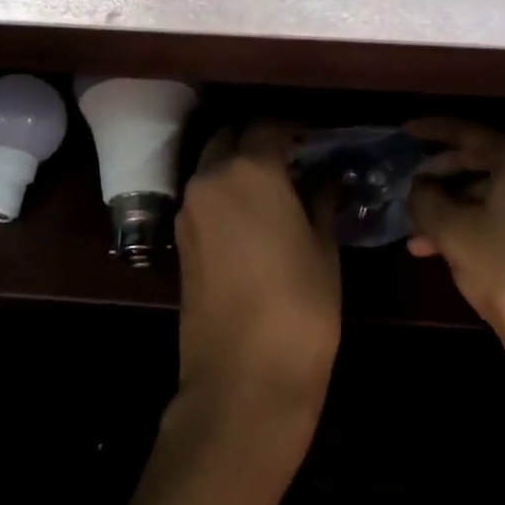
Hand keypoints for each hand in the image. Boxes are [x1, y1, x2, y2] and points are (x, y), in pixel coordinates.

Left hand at [173, 123, 340, 436]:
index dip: (294, 129)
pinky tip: (253, 217)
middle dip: (258, 141)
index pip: (269, 126)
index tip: (315, 141)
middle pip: (231, 138)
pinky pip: (204, 197)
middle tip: (293, 160)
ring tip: (275, 189)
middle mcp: (210, 178)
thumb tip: (324, 180)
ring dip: (238, 166)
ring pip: (212, 166)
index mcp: (250, 169)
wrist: (244, 378)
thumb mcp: (323, 248)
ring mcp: (189, 209)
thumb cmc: (300, 306)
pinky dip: (224, 193)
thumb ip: (320, 201)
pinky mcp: (180, 240)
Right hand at [406, 119, 504, 386]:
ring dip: (458, 212)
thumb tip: (419, 188)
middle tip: (410, 189)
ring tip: (419, 239)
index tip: (404, 132)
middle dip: (443, 178)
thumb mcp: (454, 232)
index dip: (433, 130)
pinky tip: (453, 254)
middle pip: (487, 163)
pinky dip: (483, 229)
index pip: (471, 132)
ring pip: (500, 199)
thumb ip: (427, 200)